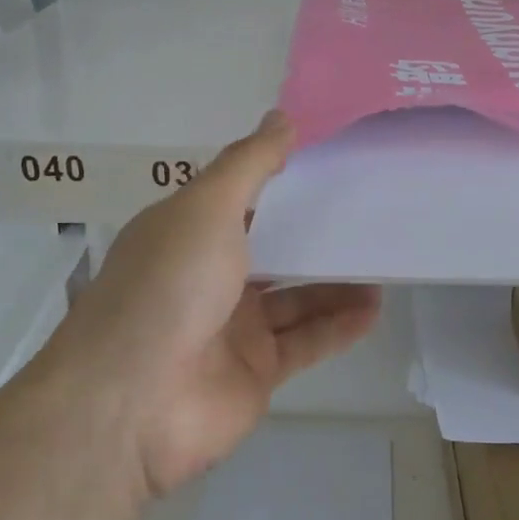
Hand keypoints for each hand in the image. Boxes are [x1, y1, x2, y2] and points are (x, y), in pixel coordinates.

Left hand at [42, 112, 381, 498]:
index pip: (243, 200)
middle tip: (371, 213)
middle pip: (274, 250)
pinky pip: (306, 342)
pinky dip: (339, 326)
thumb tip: (281, 117)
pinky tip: (375, 307)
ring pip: (296, 298)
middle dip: (317, 235)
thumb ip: (249, 165)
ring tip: (385, 260)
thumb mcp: (206, 208)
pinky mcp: (256, 372)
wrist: (133, 402)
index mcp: (188, 234)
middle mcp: (208, 277)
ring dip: (337, 282)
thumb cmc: (168, 286)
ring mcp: (232, 328)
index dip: (284, 181)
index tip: (334, 162)